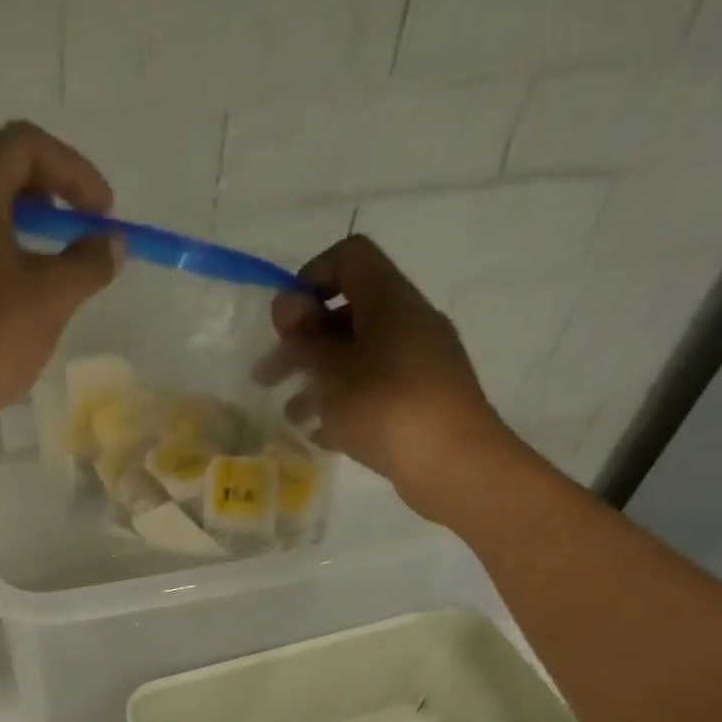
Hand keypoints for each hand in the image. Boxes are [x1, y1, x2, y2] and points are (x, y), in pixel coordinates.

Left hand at [0, 121, 121, 445]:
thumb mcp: (54, 297)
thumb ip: (89, 262)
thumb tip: (112, 243)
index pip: (25, 145)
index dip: (73, 171)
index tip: (101, 213)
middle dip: (43, 196)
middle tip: (72, 231)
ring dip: (14, 229)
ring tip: (44, 268)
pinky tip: (5, 300)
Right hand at [264, 235, 523, 524]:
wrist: (454, 464)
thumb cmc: (386, 406)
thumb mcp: (332, 370)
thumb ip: (305, 335)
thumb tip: (287, 302)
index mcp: (390, 301)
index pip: (351, 257)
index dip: (311, 277)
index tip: (285, 321)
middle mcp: (408, 322)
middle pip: (347, 314)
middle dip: (302, 343)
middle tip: (266, 377)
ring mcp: (419, 362)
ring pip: (358, 356)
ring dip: (318, 379)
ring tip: (291, 416)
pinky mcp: (422, 399)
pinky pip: (375, 389)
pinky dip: (344, 404)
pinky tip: (321, 435)